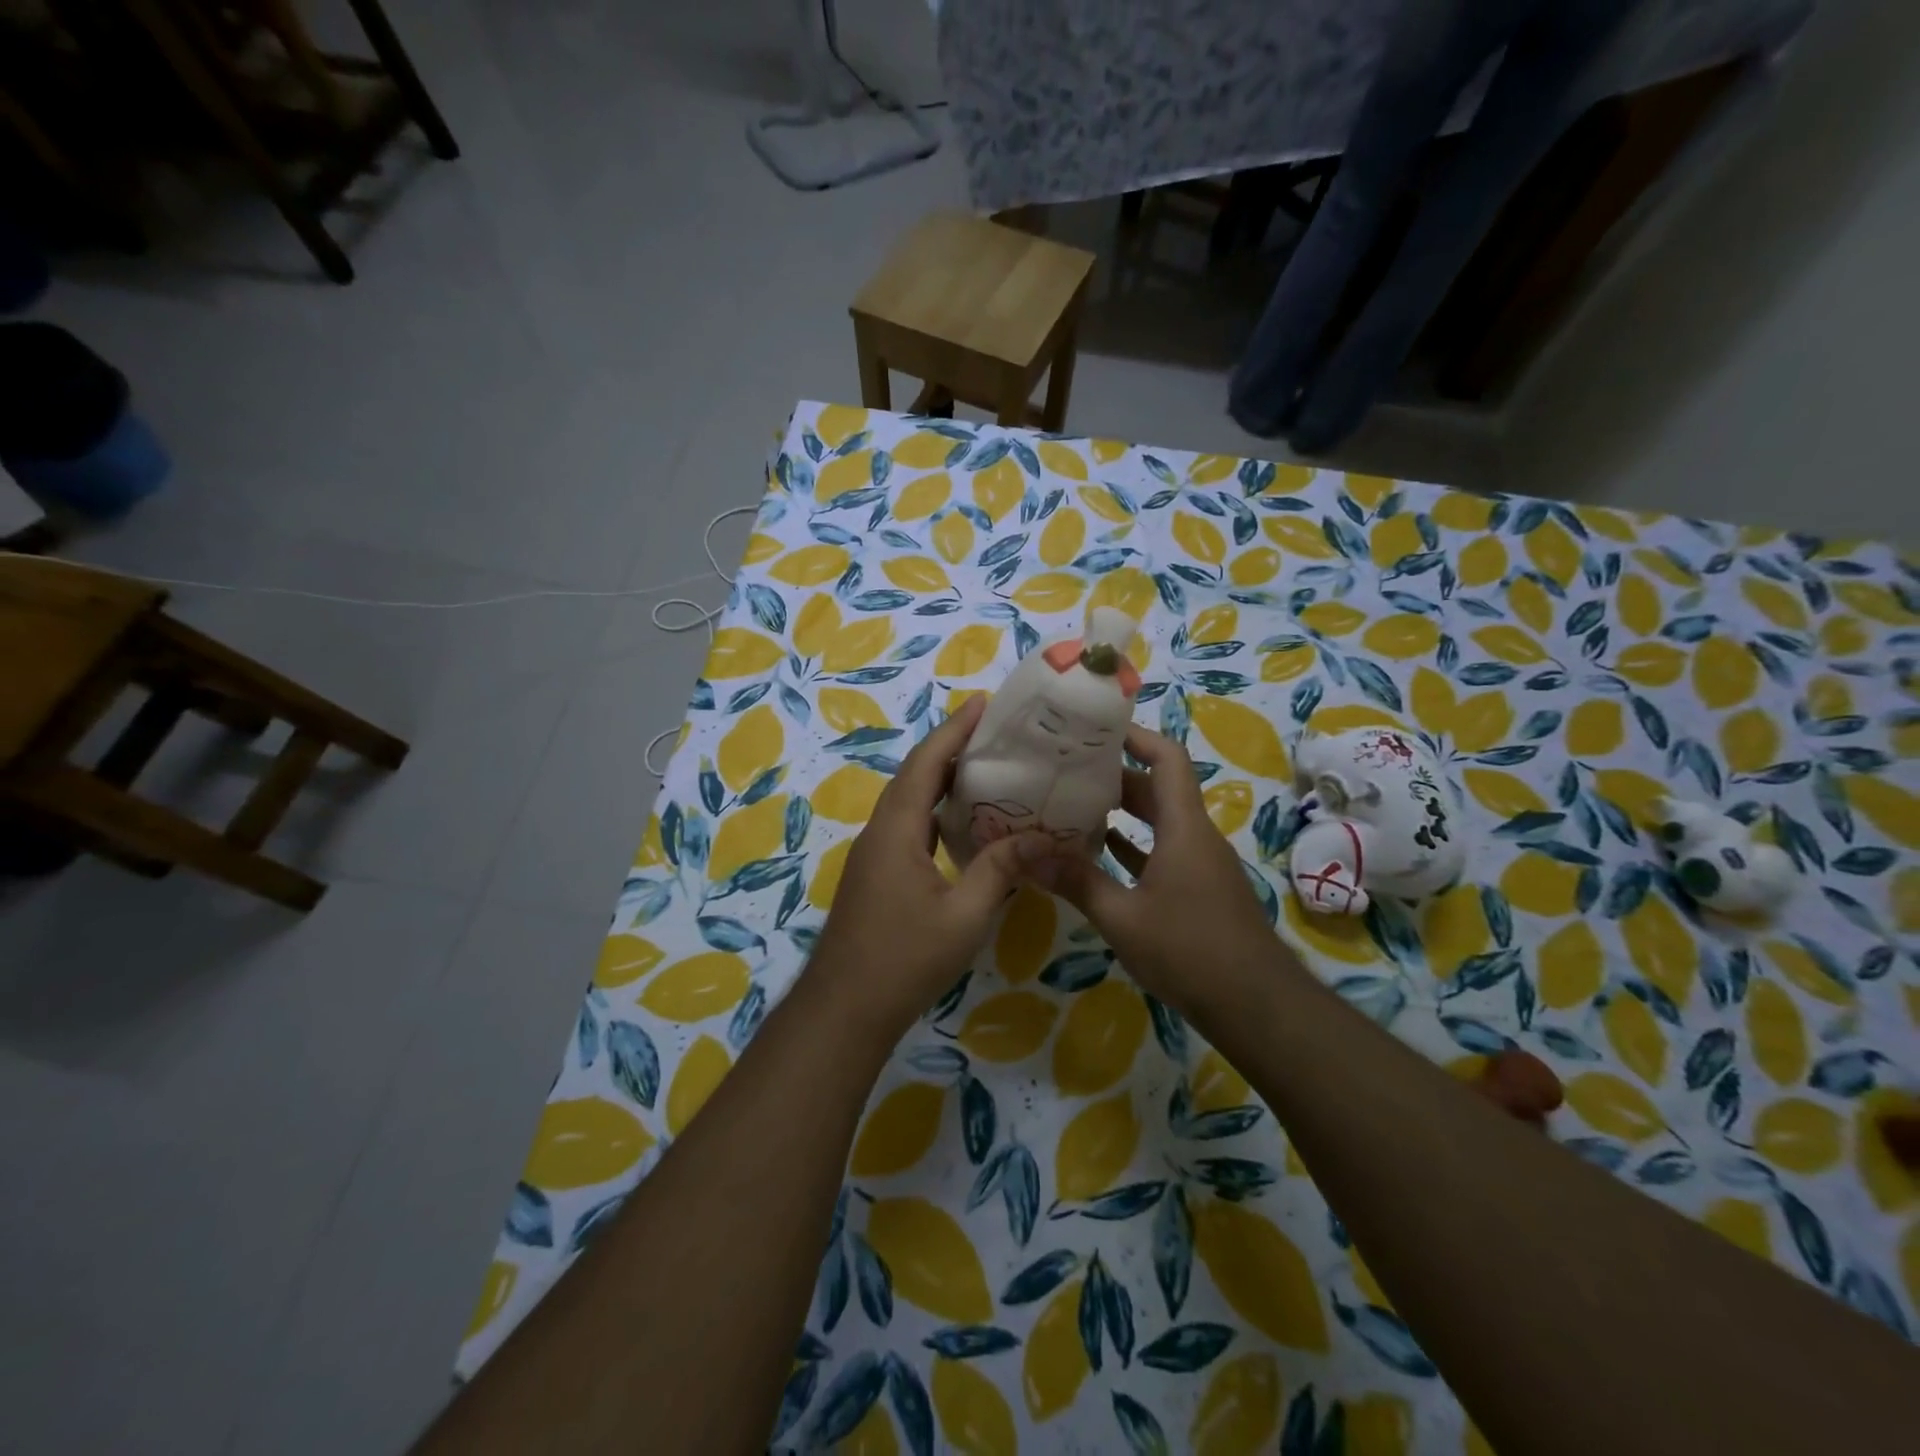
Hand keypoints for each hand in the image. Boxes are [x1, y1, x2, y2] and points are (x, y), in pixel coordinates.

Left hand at [809, 695, 1052, 1038]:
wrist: (845, 1008)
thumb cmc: (904, 959)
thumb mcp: (964, 915)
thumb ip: (1001, 870)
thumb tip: (1043, 837)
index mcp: (896, 829)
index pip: (927, 763)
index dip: (954, 730)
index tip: (983, 703)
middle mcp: (880, 831)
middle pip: (915, 775)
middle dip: (951, 747)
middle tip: (995, 732)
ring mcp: (874, 853)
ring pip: (909, 800)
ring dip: (941, 778)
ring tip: (986, 767)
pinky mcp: (876, 873)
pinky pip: (907, 824)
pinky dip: (934, 809)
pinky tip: (962, 823)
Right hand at [1049, 726, 1297, 1018]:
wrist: (1257, 1006)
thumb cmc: (1190, 951)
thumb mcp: (1123, 918)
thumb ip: (1076, 881)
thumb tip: (1026, 853)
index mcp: (1183, 827)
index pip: (1167, 758)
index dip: (1136, 736)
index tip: (1096, 729)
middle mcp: (1195, 836)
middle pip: (1157, 788)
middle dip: (1114, 774)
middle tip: (1066, 769)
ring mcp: (1200, 864)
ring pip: (1159, 821)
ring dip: (1122, 812)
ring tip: (1073, 805)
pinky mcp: (1199, 889)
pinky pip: (1163, 852)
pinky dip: (1134, 846)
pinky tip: (1100, 854)